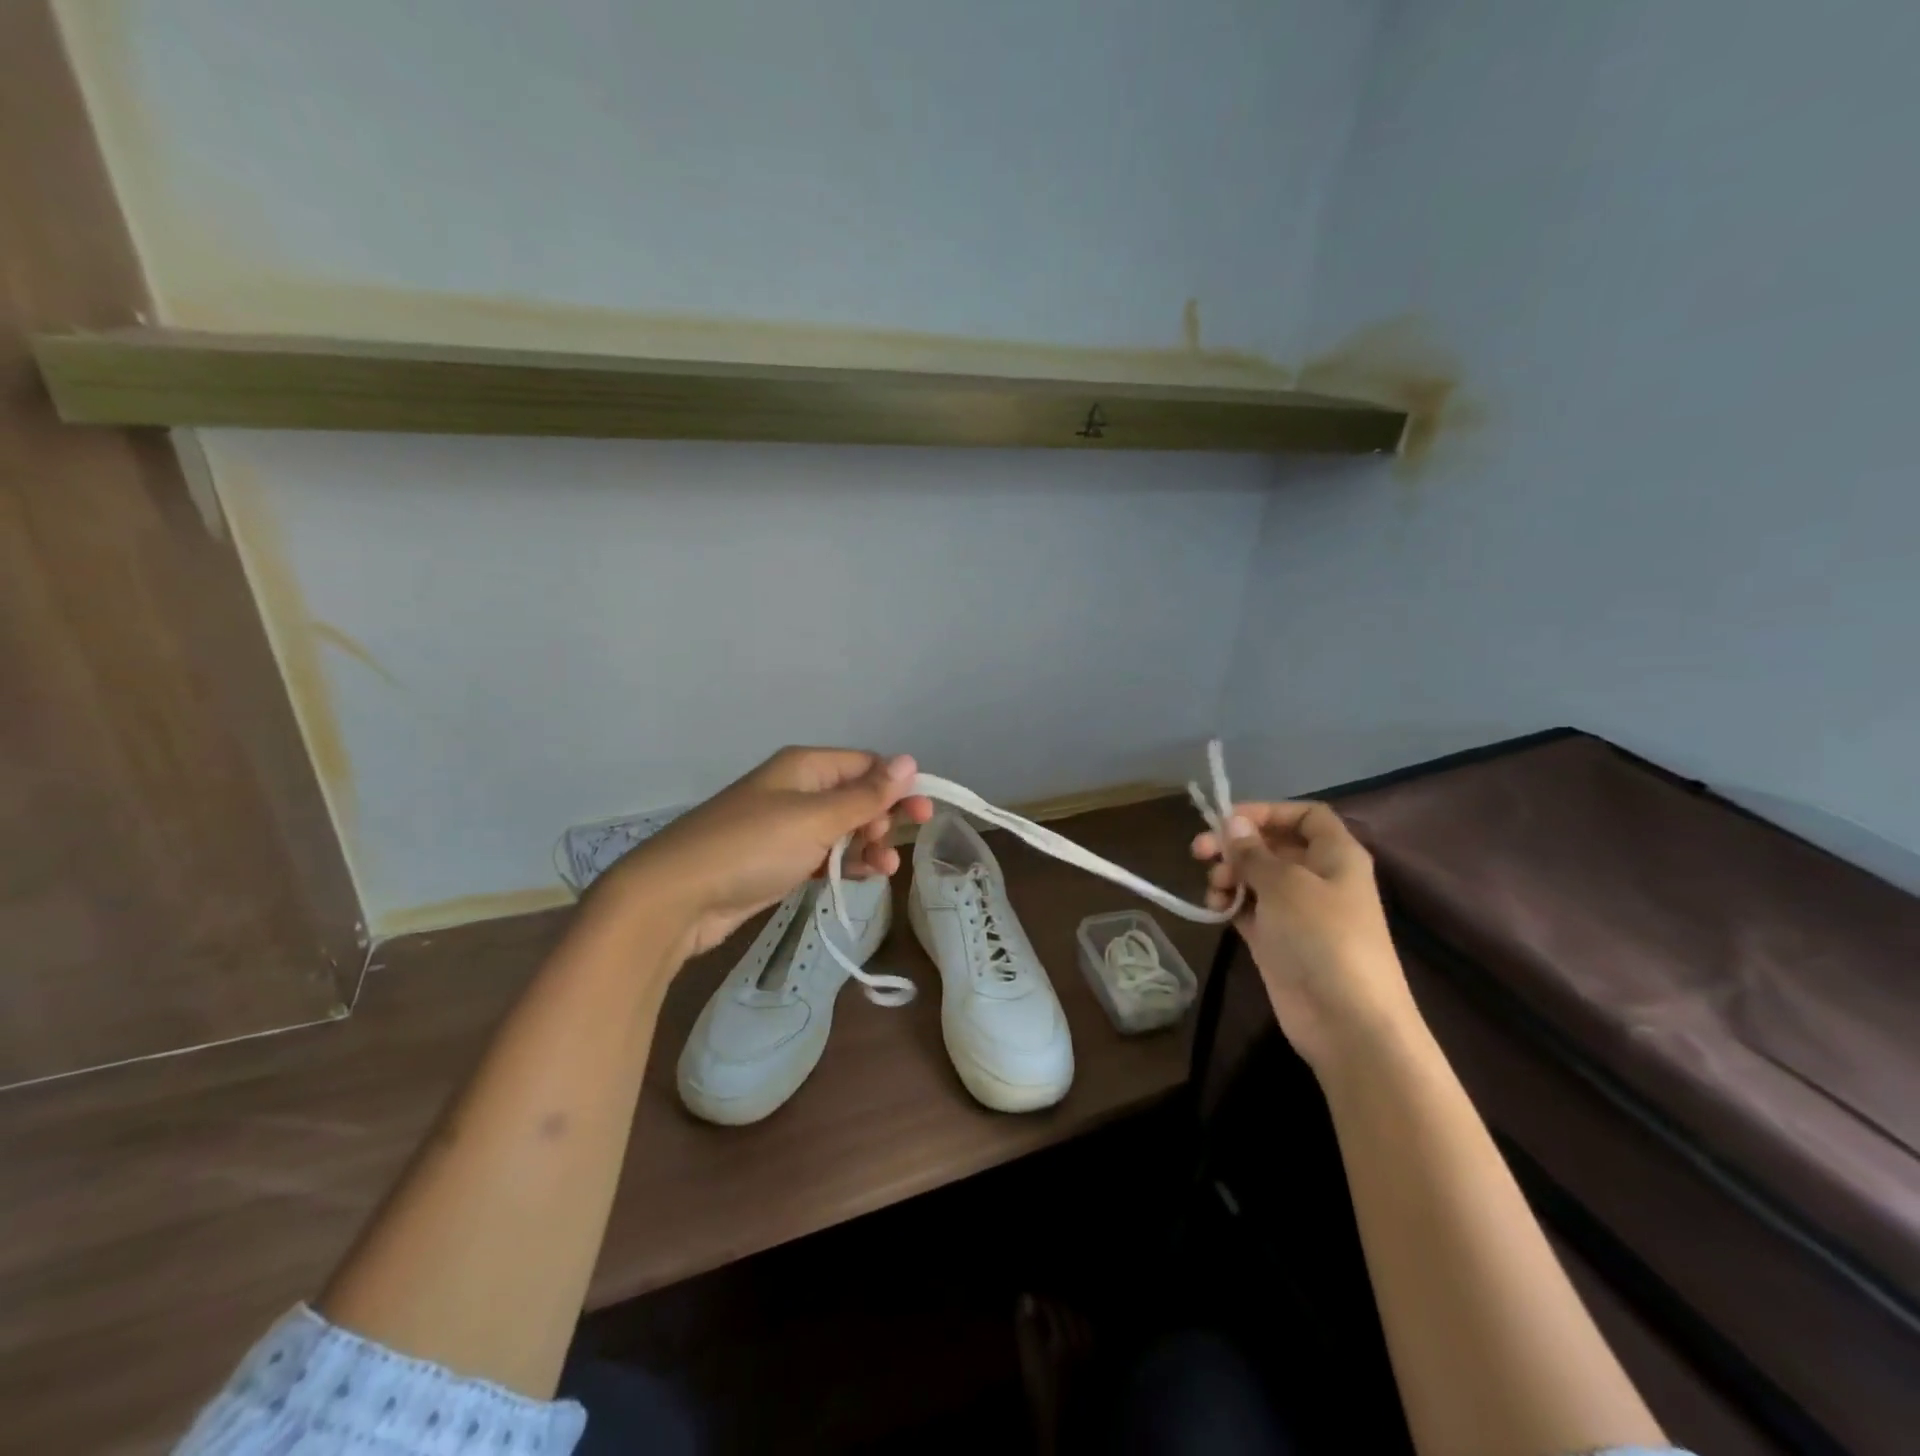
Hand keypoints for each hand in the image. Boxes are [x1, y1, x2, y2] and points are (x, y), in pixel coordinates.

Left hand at [600, 747, 932, 957]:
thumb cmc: (751, 847)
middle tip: (891, 846)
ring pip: (843, 829)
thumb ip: (866, 795)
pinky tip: (863, 878)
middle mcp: (798, 789)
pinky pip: (825, 855)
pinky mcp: (780, 860)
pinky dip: (845, 864)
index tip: (923, 813)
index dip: (897, 786)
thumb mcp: (815, 818)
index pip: (865, 765)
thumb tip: (909, 760)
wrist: (678, 897)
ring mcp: (787, 826)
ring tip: (885, 870)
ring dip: (868, 846)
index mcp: (805, 767)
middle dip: (882, 819)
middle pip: (857, 796)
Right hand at [1192, 802, 1418, 1072]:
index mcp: (1335, 855)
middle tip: (1200, 851)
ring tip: (1214, 888)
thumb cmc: (1323, 938)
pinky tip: (1214, 909)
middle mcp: (1318, 877)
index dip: (1268, 811)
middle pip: (1272, 845)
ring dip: (1229, 875)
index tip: (1228, 819)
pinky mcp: (1278, 940)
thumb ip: (1253, 852)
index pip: (1305, 815)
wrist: (1348, 1022)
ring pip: (1256, 877)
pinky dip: (1230, 903)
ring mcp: (1297, 911)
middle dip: (1235, 845)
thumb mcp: (1285, 884)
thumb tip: (1233, 822)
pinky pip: (1249, 909)